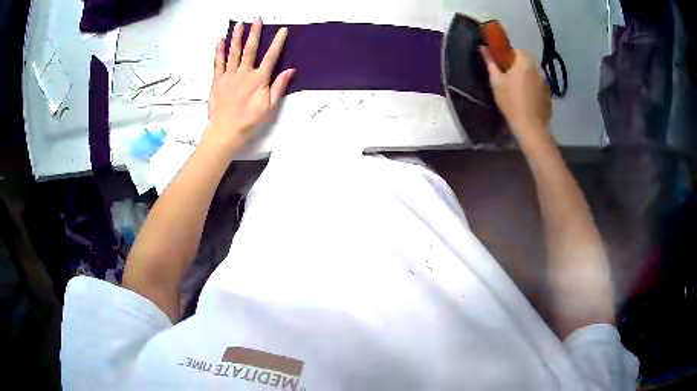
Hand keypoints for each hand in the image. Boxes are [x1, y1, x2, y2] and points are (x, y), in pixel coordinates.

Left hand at [204, 18, 295, 152]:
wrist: (225, 131)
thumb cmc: (249, 121)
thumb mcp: (269, 106)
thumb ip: (279, 86)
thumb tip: (290, 70)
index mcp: (258, 80)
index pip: (271, 56)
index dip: (277, 42)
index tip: (282, 30)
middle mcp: (244, 74)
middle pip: (250, 49)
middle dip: (255, 33)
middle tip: (257, 19)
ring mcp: (229, 76)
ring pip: (233, 52)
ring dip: (237, 37)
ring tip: (239, 24)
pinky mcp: (217, 81)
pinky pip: (218, 63)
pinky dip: (219, 51)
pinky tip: (220, 40)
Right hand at [480, 47, 551, 145]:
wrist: (531, 127)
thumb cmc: (511, 102)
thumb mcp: (496, 82)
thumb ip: (490, 63)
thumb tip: (482, 47)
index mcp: (524, 63)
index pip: (517, 50)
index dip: (508, 55)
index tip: (502, 65)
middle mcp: (537, 69)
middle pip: (527, 61)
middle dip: (518, 66)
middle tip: (509, 77)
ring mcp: (545, 83)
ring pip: (534, 74)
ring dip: (527, 77)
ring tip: (519, 90)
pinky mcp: (549, 95)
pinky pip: (539, 86)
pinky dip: (533, 89)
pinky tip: (527, 100)